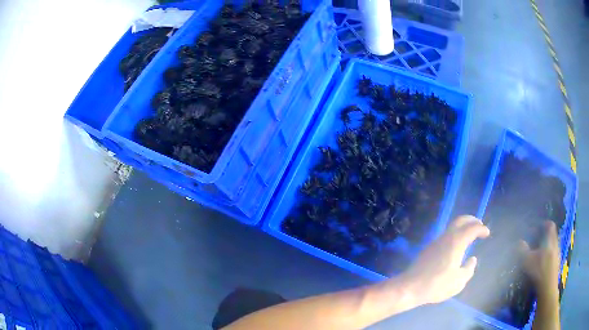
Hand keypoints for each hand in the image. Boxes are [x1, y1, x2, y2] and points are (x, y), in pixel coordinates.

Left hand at [400, 215, 489, 304]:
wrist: (409, 288)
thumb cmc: (437, 285)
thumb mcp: (459, 282)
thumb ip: (469, 268)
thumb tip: (472, 259)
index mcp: (456, 242)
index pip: (472, 228)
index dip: (481, 229)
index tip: (487, 233)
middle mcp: (446, 237)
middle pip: (460, 220)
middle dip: (472, 220)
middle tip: (480, 225)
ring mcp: (435, 242)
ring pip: (452, 227)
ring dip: (463, 227)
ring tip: (470, 235)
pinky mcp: (428, 249)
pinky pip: (445, 236)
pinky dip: (455, 235)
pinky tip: (457, 246)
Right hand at [519, 221, 560, 294]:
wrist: (548, 287)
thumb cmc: (539, 271)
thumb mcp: (528, 261)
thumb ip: (523, 251)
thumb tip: (518, 242)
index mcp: (550, 240)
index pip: (550, 225)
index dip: (545, 224)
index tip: (538, 227)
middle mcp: (555, 243)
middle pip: (552, 234)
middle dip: (545, 235)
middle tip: (536, 240)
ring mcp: (557, 253)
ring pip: (552, 244)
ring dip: (546, 245)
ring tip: (538, 252)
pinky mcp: (556, 263)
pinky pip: (552, 253)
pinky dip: (547, 254)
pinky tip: (541, 263)